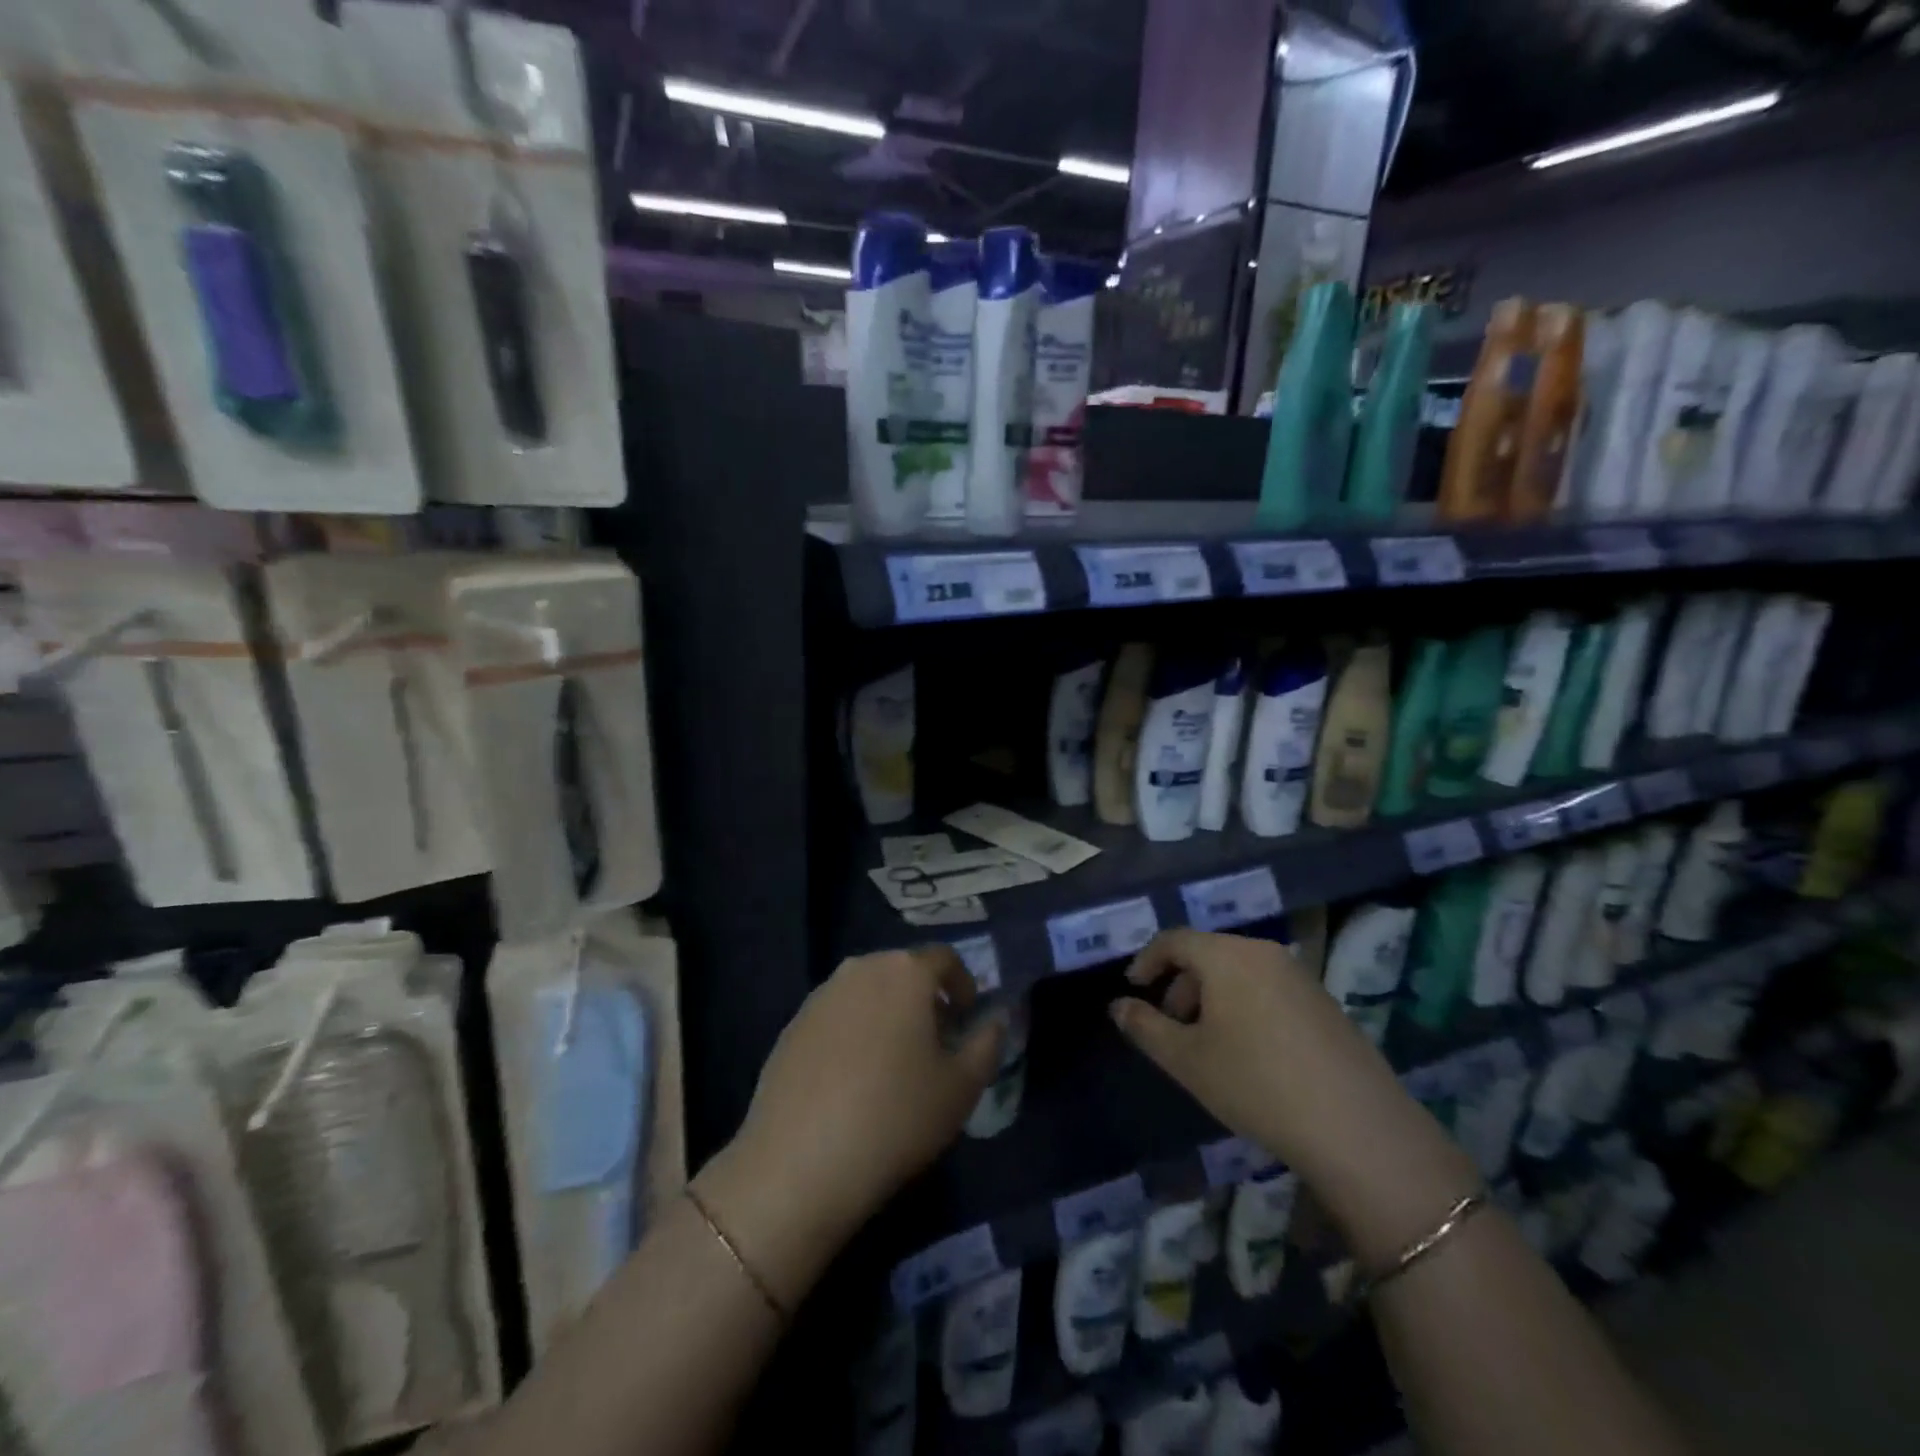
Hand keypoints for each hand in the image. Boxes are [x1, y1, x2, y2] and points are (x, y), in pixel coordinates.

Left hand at [703, 946, 1004, 1281]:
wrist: (798, 1163)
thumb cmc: (895, 1117)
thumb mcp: (961, 1088)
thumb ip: (988, 1043)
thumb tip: (995, 1019)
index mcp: (905, 972)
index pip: (945, 958)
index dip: (963, 985)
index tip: (967, 1020)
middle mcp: (860, 969)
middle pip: (903, 971)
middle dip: (925, 998)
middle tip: (936, 1043)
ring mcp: (821, 995)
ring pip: (868, 991)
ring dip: (888, 1013)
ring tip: (895, 1063)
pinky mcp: (792, 1025)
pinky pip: (837, 1015)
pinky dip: (854, 1032)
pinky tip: (854, 1080)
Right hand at [1110, 929, 1478, 1264]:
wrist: (1357, 1128)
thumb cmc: (1256, 1084)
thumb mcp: (1187, 1060)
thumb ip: (1145, 1027)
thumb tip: (1118, 1006)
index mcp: (1228, 956)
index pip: (1175, 940)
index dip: (1147, 961)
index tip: (1133, 989)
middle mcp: (1264, 953)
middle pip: (1208, 953)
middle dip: (1180, 985)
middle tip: (1170, 1026)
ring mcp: (1300, 976)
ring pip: (1239, 971)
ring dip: (1212, 997)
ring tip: (1207, 1044)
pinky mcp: (1325, 1002)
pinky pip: (1268, 988)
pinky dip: (1244, 1005)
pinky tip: (1250, 1053)